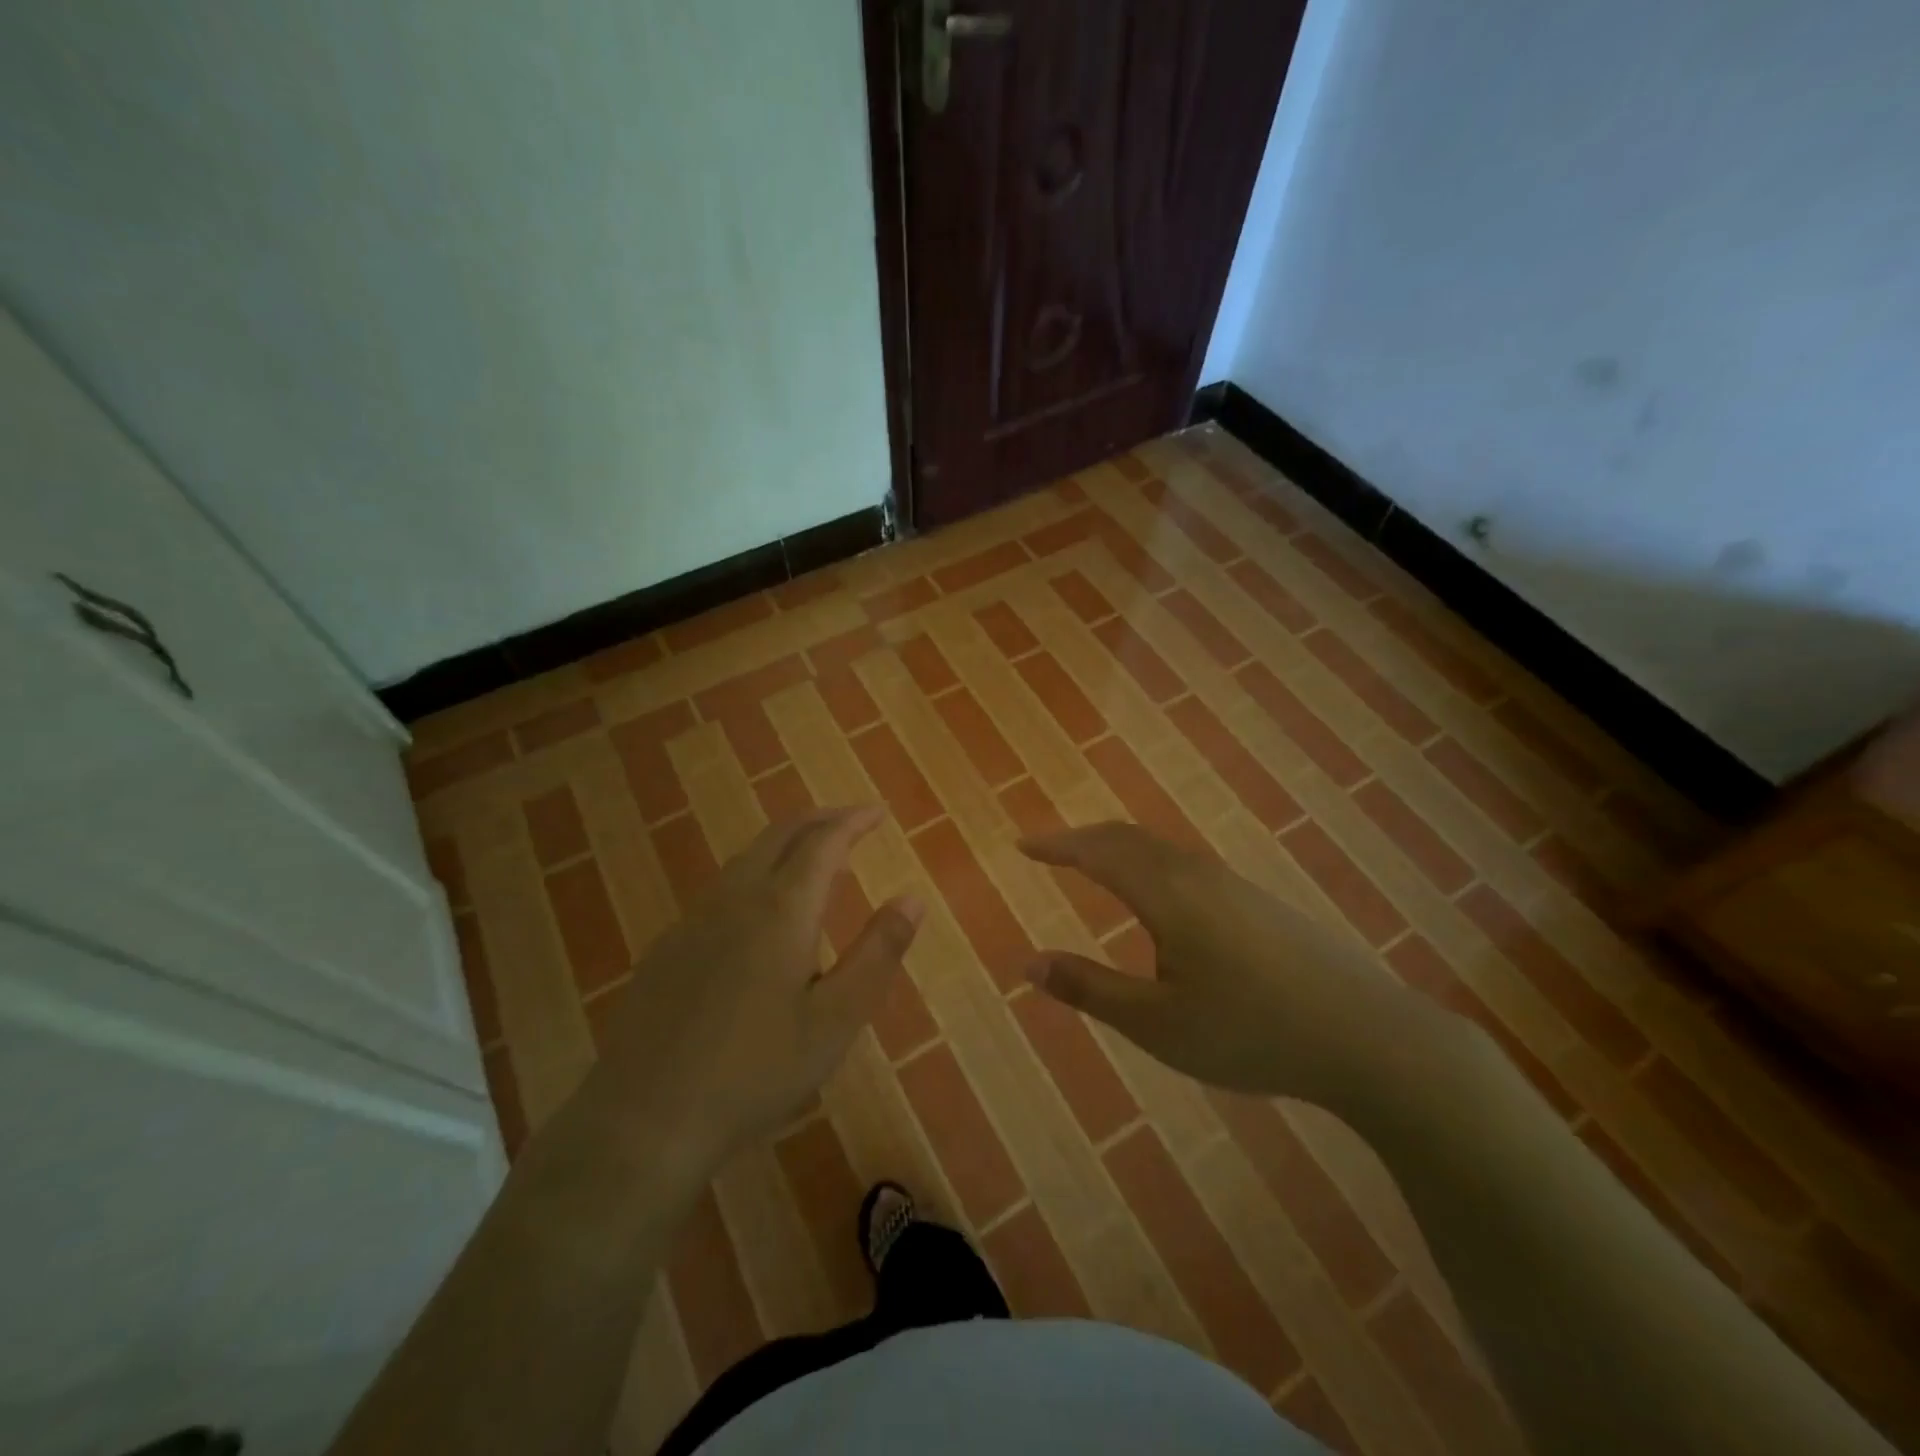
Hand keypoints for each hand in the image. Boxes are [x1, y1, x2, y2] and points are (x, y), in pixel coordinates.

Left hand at [589, 807, 923, 1173]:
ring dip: (786, 846)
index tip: (879, 813)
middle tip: (852, 822)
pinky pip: (722, 888)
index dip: (854, 821)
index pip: (823, 842)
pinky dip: (756, 874)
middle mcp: (735, 899)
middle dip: (820, 820)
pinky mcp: (668, 947)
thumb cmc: (755, 1072)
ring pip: (746, 858)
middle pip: (780, 836)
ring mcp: (694, 920)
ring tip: (815, 861)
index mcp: (781, 910)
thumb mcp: (836, 1020)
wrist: (644, 1119)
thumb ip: (878, 953)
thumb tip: (912, 898)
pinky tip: (760, 914)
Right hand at [1020, 822, 1462, 1114]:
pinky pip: (1183, 862)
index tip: (1021, 845)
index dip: (1056, 845)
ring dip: (1117, 847)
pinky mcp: (1256, 900)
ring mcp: (1232, 883)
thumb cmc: (1250, 1031)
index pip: (1097, 852)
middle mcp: (1195, 873)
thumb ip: (1089, 988)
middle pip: (1128, 838)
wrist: (1367, 1036)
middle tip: (1048, 850)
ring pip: (1159, 847)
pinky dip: (1147, 860)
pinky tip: (1156, 892)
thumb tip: (1027, 962)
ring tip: (1091, 863)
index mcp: (1166, 893)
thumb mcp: (1157, 1024)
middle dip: (1082, 839)